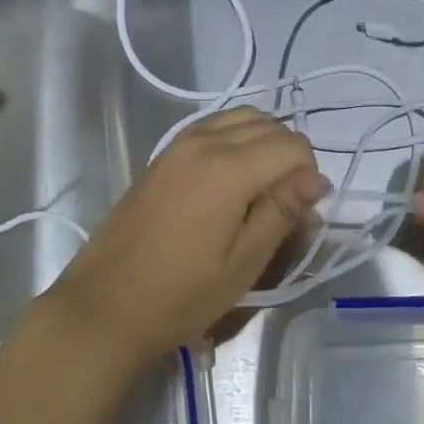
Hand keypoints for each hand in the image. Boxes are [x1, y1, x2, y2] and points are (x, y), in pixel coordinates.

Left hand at [45, 108, 328, 368]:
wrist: (105, 306)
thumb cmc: (181, 295)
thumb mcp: (244, 262)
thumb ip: (283, 211)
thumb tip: (318, 179)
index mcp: (228, 168)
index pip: (292, 146)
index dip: (308, 175)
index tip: (300, 212)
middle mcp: (204, 141)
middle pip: (268, 124)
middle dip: (289, 155)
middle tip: (284, 203)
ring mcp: (179, 143)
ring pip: (241, 117)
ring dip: (263, 141)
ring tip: (261, 188)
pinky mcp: (164, 154)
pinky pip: (214, 126)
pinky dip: (236, 138)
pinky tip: (231, 178)